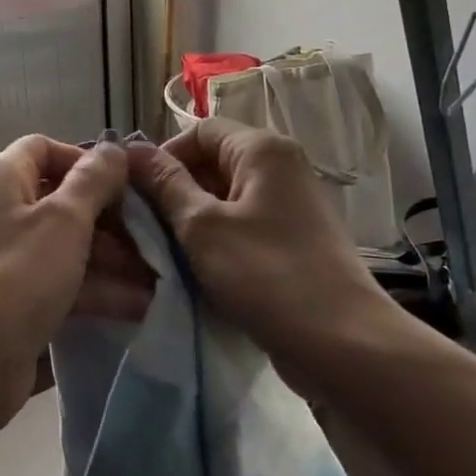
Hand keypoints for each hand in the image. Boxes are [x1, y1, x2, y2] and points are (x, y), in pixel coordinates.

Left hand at [0, 133, 129, 429]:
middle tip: (155, 240)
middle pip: (63, 200)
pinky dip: (97, 292)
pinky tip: (140, 309)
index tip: (127, 186)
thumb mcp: (63, 222)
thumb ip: (93, 181)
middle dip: (111, 219)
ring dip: (112, 261)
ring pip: (68, 247)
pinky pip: (62, 285)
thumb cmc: (14, 279)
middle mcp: (1, 212)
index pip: (45, 149)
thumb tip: (113, 148)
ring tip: (161, 280)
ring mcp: (8, 260)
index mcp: (2, 178)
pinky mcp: (15, 304)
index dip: (87, 161)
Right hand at [128, 119, 395, 368]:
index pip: (199, 131)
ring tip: (167, 252)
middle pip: (213, 162)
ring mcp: (291, 204)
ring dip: (193, 220)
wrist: (342, 344)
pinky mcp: (294, 239)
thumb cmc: (266, 274)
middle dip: (175, 191)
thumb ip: (165, 184)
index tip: (138, 194)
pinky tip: (199, 270)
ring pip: (226, 198)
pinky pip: (244, 225)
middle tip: (145, 228)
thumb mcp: (202, 227)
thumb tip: (133, 150)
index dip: (164, 156)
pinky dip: (218, 240)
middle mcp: (281, 166)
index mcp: (262, 149)